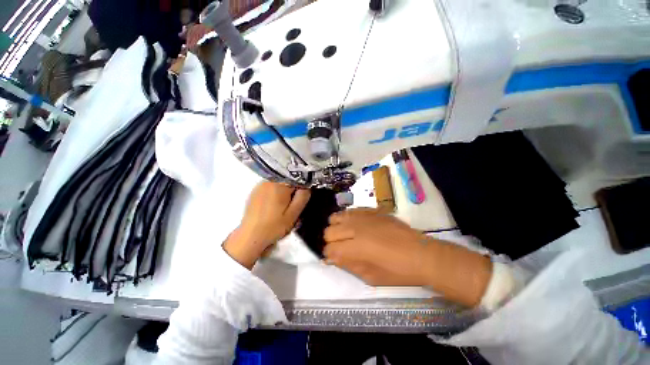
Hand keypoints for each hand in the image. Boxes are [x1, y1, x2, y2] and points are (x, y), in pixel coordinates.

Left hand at [223, 182, 310, 268]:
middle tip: (293, 206)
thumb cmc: (274, 227)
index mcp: (279, 185)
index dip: (302, 188)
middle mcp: (268, 181)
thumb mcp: (294, 213)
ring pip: (279, 184)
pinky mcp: (255, 192)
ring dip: (284, 193)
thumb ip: (303, 197)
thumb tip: (307, 186)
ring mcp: (260, 186)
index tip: (302, 198)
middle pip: (287, 180)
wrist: (250, 237)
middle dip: (293, 191)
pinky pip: (270, 188)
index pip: (297, 178)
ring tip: (283, 208)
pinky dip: (275, 194)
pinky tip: (274, 207)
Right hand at [323, 208, 491, 306]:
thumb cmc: (397, 271)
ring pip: (337, 216)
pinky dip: (348, 218)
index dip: (329, 254)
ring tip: (345, 233)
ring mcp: (363, 216)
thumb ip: (348, 265)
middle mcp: (355, 228)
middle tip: (340, 247)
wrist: (420, 254)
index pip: (329, 248)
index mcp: (355, 248)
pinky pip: (351, 210)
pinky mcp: (371, 210)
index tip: (334, 258)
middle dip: (331, 241)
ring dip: (337, 227)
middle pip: (329, 231)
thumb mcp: (370, 277)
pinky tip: (356, 225)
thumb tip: (333, 258)